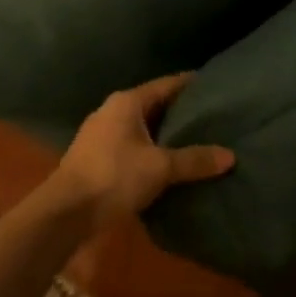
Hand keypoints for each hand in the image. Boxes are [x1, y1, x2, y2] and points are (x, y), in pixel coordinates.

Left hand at [50, 73, 235, 234]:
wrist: (65, 212)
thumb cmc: (114, 176)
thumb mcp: (159, 168)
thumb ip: (194, 160)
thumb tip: (230, 156)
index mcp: (128, 102)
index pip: (166, 84)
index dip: (190, 85)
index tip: (213, 86)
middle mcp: (112, 110)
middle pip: (153, 105)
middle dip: (179, 112)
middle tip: (210, 116)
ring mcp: (101, 133)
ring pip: (141, 127)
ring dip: (163, 133)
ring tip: (193, 141)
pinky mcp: (96, 157)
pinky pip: (131, 145)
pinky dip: (150, 150)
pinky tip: (166, 164)